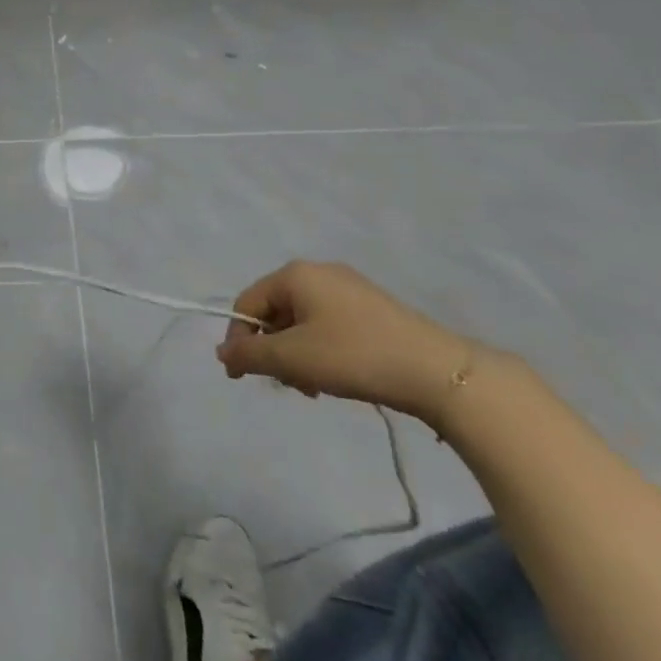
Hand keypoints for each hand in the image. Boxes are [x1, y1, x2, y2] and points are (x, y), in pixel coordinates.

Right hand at [217, 259, 478, 424]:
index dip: (238, 339)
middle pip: (275, 312)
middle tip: (288, 385)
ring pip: (302, 322)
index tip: (241, 377)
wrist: (437, 372)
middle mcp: (319, 272)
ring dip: (297, 355)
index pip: (247, 302)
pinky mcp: (372, 309)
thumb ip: (249, 354)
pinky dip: (321, 351)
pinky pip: (328, 326)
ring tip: (314, 387)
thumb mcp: (292, 358)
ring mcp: (349, 288)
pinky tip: (337, 377)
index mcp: (295, 274)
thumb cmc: (354, 356)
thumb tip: (222, 351)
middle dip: (273, 351)